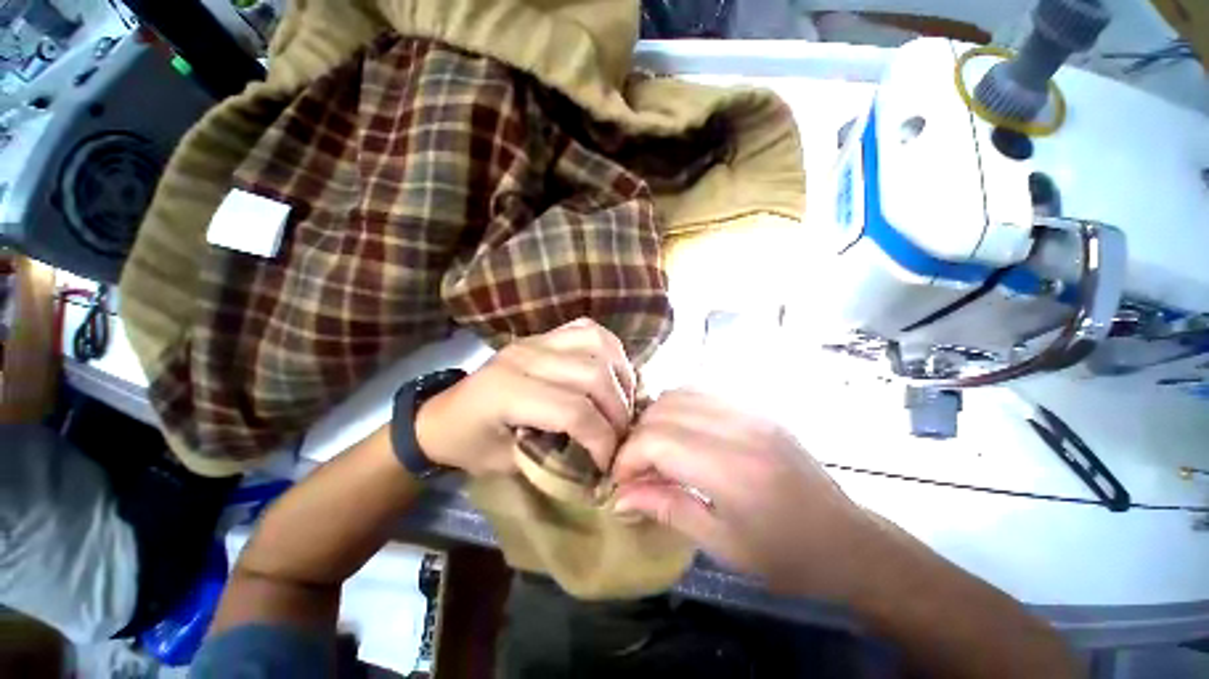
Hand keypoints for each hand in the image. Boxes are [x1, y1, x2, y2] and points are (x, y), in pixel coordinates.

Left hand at [415, 318, 635, 476]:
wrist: (441, 414)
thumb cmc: (468, 444)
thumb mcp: (506, 465)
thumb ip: (556, 457)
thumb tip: (603, 455)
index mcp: (508, 393)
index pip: (574, 411)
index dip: (601, 440)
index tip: (608, 462)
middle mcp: (526, 357)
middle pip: (593, 374)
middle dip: (617, 410)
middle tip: (621, 435)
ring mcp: (536, 340)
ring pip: (598, 344)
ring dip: (620, 375)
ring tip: (623, 402)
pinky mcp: (544, 335)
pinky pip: (588, 330)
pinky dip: (610, 350)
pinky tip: (612, 372)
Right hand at [611, 389, 878, 597]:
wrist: (849, 541)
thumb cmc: (787, 556)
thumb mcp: (721, 544)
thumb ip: (666, 508)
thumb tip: (620, 496)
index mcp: (733, 469)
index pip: (657, 440)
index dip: (628, 457)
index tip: (620, 480)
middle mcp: (739, 427)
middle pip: (664, 410)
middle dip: (637, 436)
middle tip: (636, 467)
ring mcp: (750, 411)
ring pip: (680, 392)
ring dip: (656, 418)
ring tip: (655, 449)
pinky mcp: (755, 407)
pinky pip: (701, 392)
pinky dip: (679, 407)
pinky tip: (681, 434)